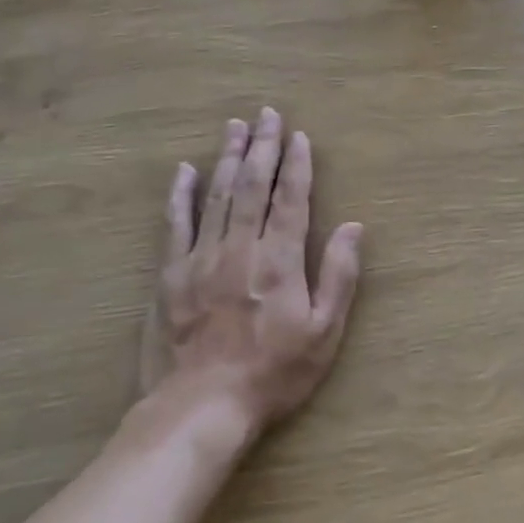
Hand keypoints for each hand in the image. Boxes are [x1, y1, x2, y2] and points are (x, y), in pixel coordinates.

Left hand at [138, 109, 362, 441]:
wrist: (200, 408)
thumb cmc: (272, 374)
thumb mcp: (324, 333)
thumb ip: (338, 276)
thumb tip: (353, 227)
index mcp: (280, 261)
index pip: (291, 199)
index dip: (297, 165)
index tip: (299, 136)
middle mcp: (240, 249)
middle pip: (253, 186)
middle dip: (262, 147)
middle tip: (266, 114)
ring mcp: (200, 259)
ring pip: (216, 196)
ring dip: (227, 158)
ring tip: (234, 126)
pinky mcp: (170, 276)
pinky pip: (175, 224)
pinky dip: (181, 195)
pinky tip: (184, 171)